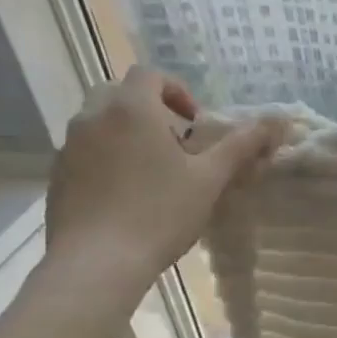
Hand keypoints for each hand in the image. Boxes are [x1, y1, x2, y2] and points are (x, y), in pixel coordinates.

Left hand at [44, 68, 281, 300]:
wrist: (97, 262)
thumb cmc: (159, 214)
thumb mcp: (210, 179)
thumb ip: (241, 145)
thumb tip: (278, 120)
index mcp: (131, 109)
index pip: (150, 75)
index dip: (177, 90)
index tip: (195, 123)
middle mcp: (93, 117)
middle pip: (121, 94)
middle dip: (150, 111)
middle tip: (176, 146)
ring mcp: (69, 147)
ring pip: (100, 124)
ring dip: (127, 135)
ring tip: (153, 173)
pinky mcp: (57, 176)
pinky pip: (86, 153)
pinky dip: (107, 160)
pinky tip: (127, 197)